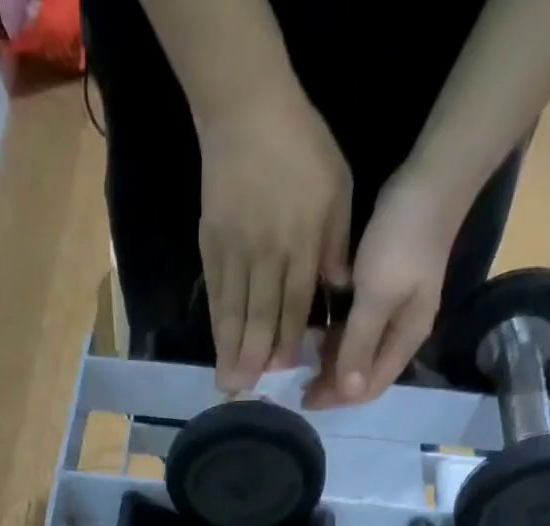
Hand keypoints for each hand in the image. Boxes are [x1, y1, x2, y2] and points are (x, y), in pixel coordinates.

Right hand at [197, 91, 352, 392]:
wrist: (244, 110)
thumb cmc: (300, 146)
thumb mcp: (337, 188)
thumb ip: (336, 242)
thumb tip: (338, 289)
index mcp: (300, 239)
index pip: (295, 299)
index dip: (288, 337)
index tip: (282, 369)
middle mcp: (265, 252)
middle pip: (259, 313)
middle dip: (253, 355)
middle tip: (245, 391)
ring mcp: (234, 250)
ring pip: (233, 309)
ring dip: (230, 349)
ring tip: (227, 382)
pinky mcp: (211, 245)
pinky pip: (215, 292)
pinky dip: (216, 322)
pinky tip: (217, 346)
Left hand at [304, 164, 467, 408]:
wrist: (432, 177)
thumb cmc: (403, 240)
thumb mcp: (377, 296)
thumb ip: (360, 344)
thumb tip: (348, 392)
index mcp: (405, 340)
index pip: (369, 387)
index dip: (337, 398)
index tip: (303, 398)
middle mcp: (400, 332)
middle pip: (363, 373)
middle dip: (332, 383)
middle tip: (296, 383)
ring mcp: (392, 310)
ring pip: (357, 351)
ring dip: (331, 360)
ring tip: (300, 360)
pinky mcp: (382, 288)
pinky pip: (355, 326)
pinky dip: (335, 336)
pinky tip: (314, 331)